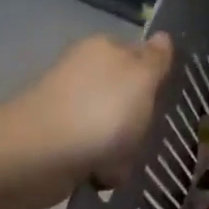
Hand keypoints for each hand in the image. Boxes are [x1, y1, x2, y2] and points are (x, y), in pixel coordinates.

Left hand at [0, 33, 174, 206]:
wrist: (39, 156)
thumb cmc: (100, 111)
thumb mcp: (142, 79)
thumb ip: (156, 59)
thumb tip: (163, 36)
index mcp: (105, 48)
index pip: (143, 56)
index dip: (159, 77)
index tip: (169, 99)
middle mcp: (86, 72)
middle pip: (132, 93)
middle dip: (143, 116)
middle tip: (151, 131)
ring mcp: (73, 106)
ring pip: (118, 125)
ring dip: (127, 145)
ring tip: (129, 158)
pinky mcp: (62, 139)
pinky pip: (98, 151)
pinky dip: (106, 164)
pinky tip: (108, 172)